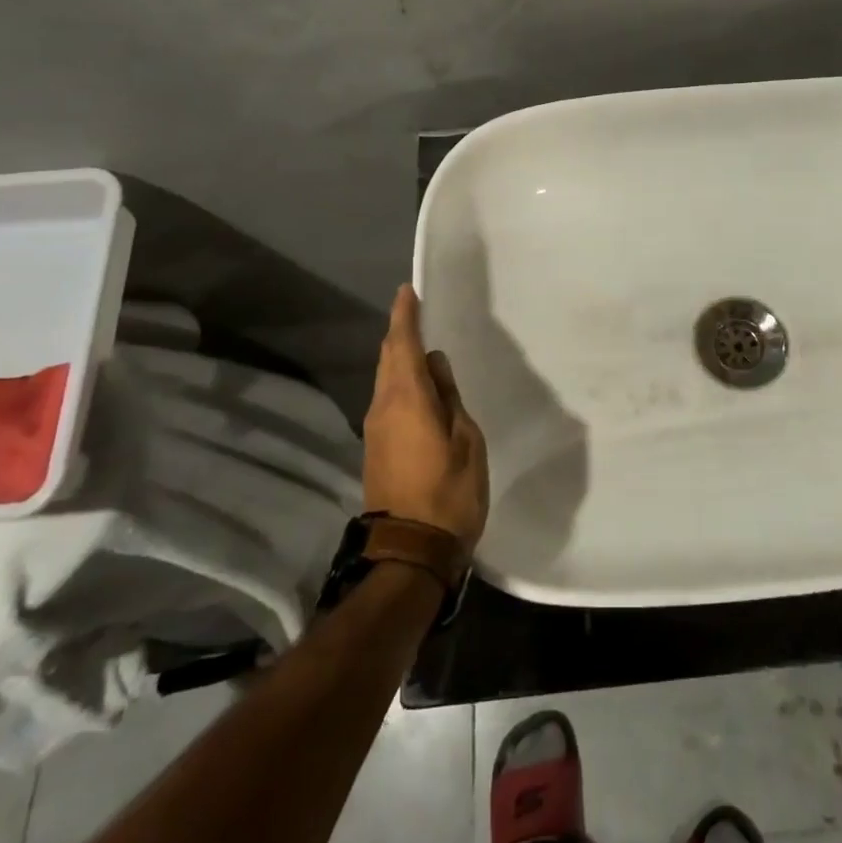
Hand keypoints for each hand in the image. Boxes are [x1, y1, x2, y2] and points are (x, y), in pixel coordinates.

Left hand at [362, 286, 489, 551]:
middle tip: (417, 312)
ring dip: (399, 358)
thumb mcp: (466, 440)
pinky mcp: (376, 447)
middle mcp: (383, 406)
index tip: (408, 291)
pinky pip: (387, 399)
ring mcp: (375, 428)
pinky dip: (399, 381)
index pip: (403, 344)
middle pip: (388, 358)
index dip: (406, 315)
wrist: (409, 551)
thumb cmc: (449, 492)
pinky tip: (418, 386)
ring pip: (385, 379)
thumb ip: (449, 398)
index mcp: (407, 398)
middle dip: (400, 332)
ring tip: (421, 346)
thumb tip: (435, 367)